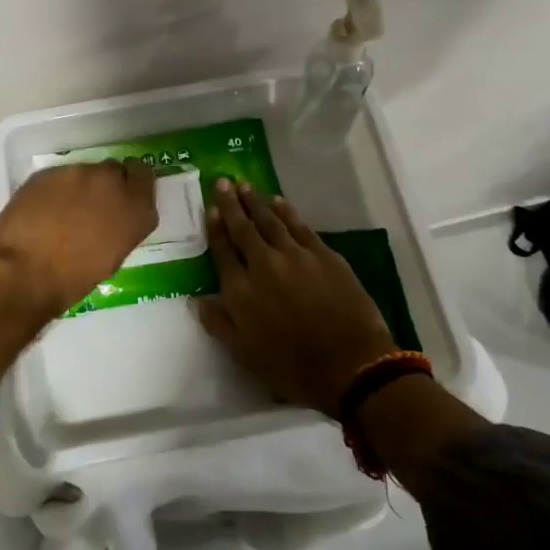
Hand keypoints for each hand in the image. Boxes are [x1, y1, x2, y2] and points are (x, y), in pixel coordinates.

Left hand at [0, 161, 156, 415]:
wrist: (23, 273)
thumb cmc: (72, 280)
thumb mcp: (112, 256)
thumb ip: (121, 226)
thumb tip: (113, 217)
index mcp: (135, 209)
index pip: (144, 176)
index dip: (132, 184)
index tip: (122, 195)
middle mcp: (110, 182)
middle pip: (113, 170)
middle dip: (105, 185)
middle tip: (90, 208)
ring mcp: (77, 173)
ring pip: (84, 172)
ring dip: (79, 187)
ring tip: (62, 212)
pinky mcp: (47, 172)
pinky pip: (58, 177)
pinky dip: (54, 190)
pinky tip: (42, 211)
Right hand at [197, 180, 396, 417]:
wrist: (352, 366)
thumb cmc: (292, 368)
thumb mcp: (245, 355)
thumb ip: (219, 323)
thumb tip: (197, 299)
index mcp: (240, 290)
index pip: (222, 250)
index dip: (215, 227)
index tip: (211, 208)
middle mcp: (263, 264)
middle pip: (243, 228)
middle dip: (231, 204)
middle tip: (222, 182)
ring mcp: (295, 255)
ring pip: (270, 221)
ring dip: (256, 202)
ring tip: (245, 186)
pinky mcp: (323, 255)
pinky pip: (299, 226)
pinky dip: (287, 211)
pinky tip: (279, 202)